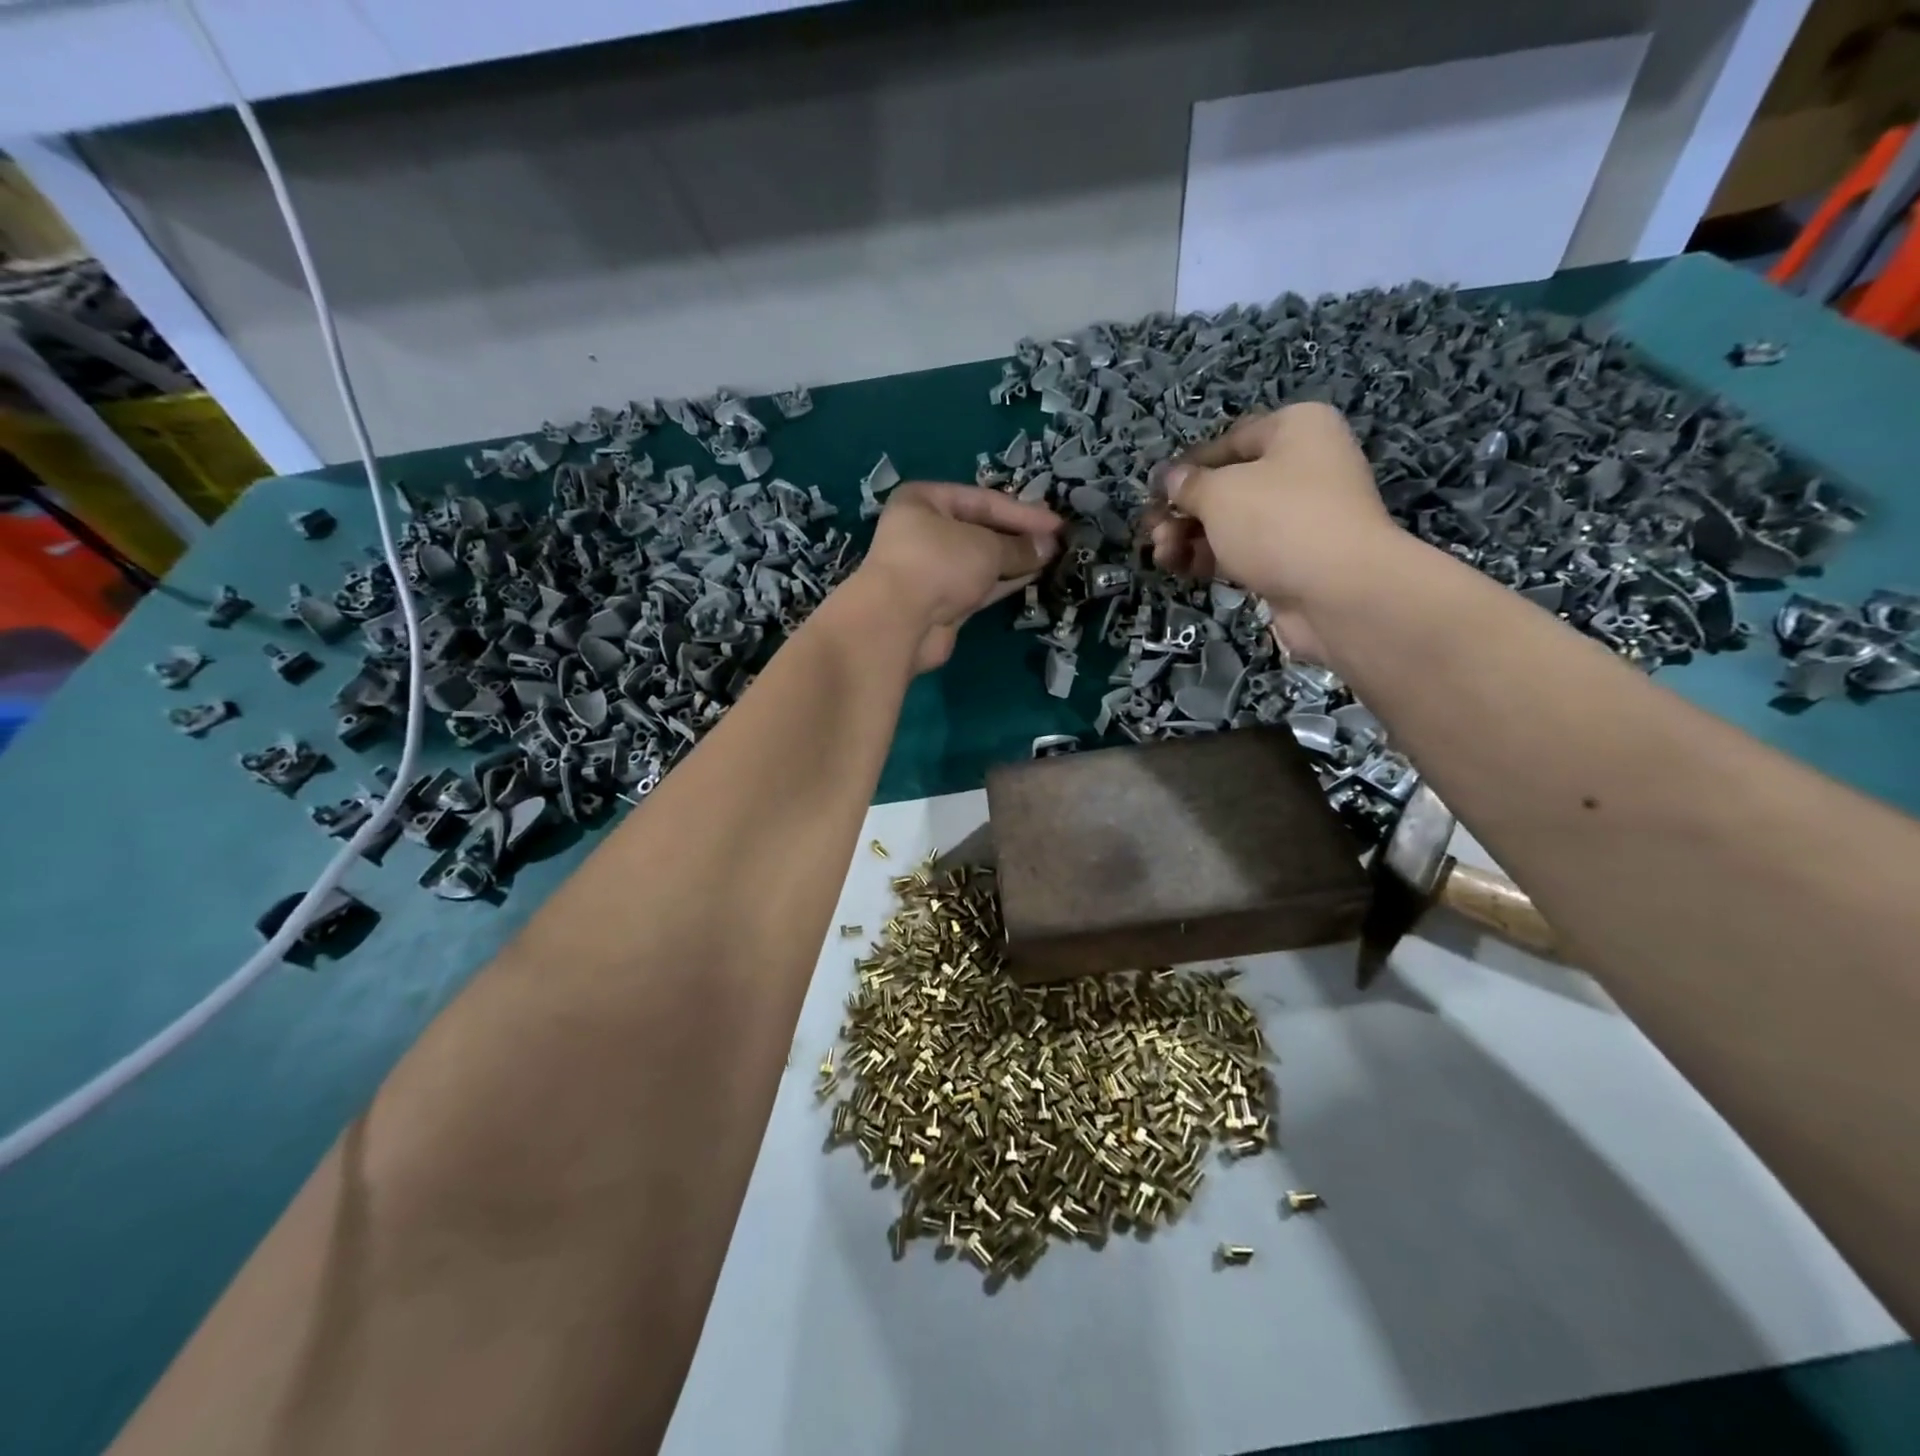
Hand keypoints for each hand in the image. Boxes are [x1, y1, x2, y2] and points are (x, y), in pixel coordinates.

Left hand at [859, 482, 1061, 671]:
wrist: (899, 623)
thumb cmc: (939, 564)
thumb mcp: (987, 547)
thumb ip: (1020, 546)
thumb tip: (1049, 547)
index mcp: (924, 501)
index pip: (983, 500)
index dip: (1022, 512)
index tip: (1058, 524)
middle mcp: (925, 532)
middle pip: (981, 530)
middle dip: (1019, 537)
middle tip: (1058, 542)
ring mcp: (932, 570)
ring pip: (981, 561)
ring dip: (1015, 561)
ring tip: (1053, 559)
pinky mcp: (941, 603)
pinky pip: (979, 586)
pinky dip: (1004, 582)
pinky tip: (1034, 577)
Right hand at [1145, 402, 1396, 662]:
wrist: (1339, 591)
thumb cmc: (1278, 521)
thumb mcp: (1220, 492)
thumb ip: (1188, 484)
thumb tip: (1171, 478)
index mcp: (1296, 430)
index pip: (1229, 440)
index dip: (1187, 465)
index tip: (1154, 491)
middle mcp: (1303, 468)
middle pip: (1228, 485)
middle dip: (1183, 509)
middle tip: (1150, 529)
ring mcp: (1299, 518)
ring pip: (1231, 523)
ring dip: (1189, 537)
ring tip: (1159, 553)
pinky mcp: (1292, 561)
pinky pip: (1242, 552)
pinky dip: (1209, 558)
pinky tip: (1178, 568)